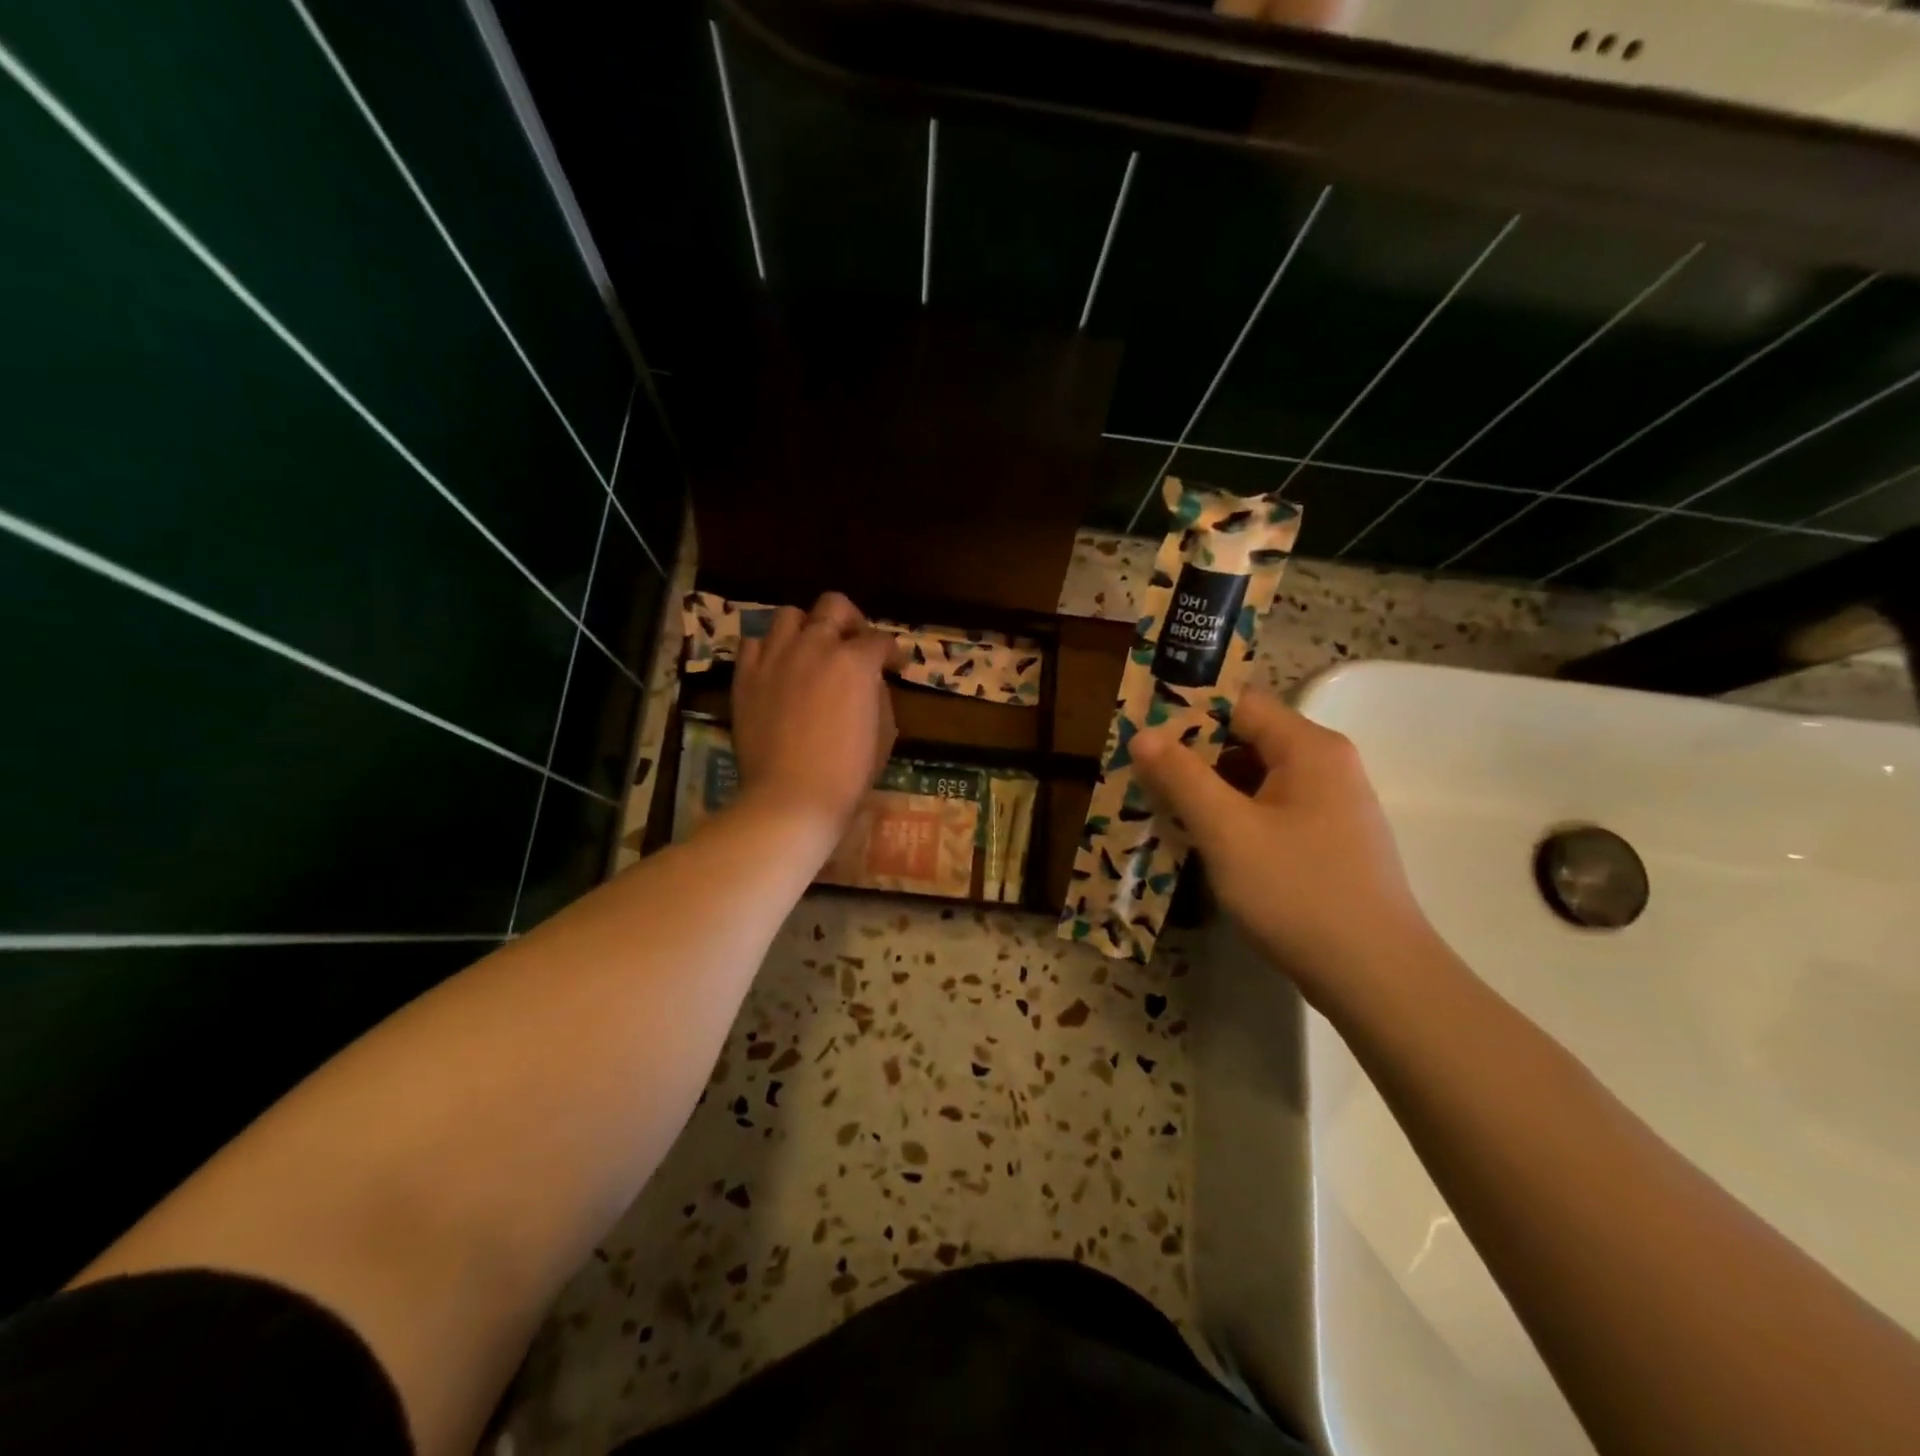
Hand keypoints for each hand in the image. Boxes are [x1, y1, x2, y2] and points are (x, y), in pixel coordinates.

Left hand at [730, 593, 900, 839]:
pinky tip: (778, 669)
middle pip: (834, 606)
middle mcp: (815, 646)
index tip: (896, 667)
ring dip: (807, 628)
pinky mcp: (746, 677)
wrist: (791, 797)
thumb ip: (879, 696)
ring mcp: (775, 658)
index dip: (893, 653)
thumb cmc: (848, 773)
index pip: (880, 640)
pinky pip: (754, 644)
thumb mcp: (884, 734)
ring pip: (789, 616)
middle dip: (851, 620)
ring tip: (811, 651)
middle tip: (855, 644)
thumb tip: (870, 683)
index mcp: (855, 661)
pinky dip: (770, 650)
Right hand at [1130, 689, 1438, 1010]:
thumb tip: (1143, 734)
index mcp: (1308, 747)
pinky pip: (1268, 809)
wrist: (1376, 976)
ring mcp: (1330, 804)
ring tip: (1158, 805)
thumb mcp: (1227, 831)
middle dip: (1191, 754)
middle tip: (1139, 773)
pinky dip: (1231, 815)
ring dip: (1207, 788)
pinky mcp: (1326, 840)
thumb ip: (1182, 777)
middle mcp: (1325, 764)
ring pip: (1255, 778)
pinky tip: (1199, 838)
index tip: (1140, 731)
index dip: (1186, 712)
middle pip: (1246, 738)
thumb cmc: (1297, 891)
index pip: (1239, 703)